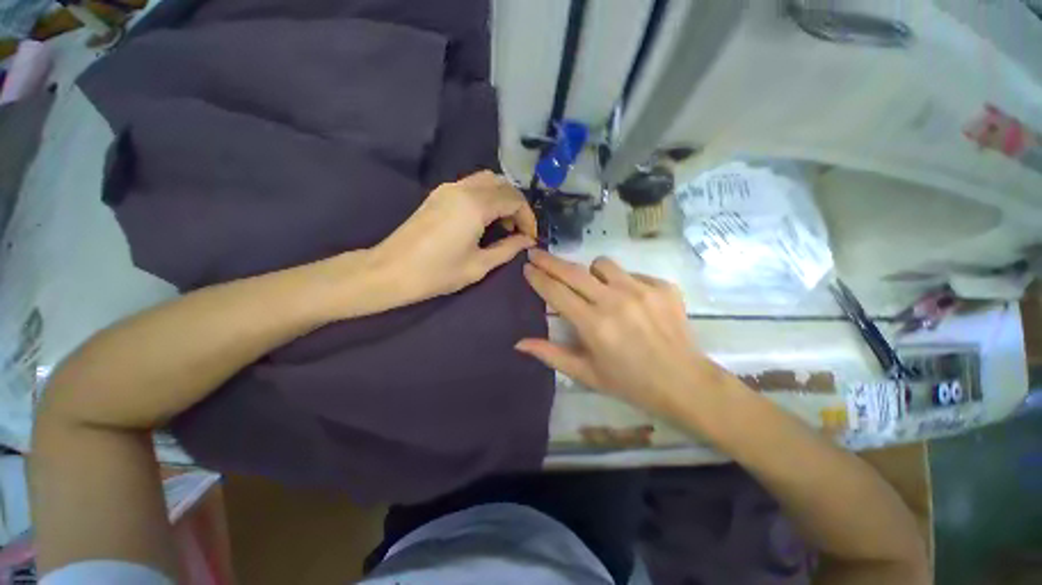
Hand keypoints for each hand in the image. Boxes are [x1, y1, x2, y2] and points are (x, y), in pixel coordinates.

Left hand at [373, 171, 536, 302]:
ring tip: (503, 225)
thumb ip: (508, 249)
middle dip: (517, 205)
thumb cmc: (437, 273)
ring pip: (487, 180)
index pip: (514, 200)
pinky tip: (484, 219)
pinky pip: (471, 185)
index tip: (531, 237)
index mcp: (475, 205)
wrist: (390, 271)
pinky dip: (486, 196)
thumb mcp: (479, 265)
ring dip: (502, 198)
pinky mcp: (438, 194)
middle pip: (503, 184)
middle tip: (519, 231)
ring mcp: (448, 188)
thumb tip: (527, 241)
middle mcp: (463, 188)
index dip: (528, 218)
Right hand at [516, 249, 722, 417]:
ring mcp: (641, 290)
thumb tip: (519, 343)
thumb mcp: (586, 373)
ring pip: (602, 264)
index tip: (526, 267)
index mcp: (594, 325)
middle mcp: (615, 301)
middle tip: (536, 254)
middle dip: (550, 261)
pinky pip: (630, 274)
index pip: (556, 292)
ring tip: (593, 287)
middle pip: (573, 271)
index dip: (538, 277)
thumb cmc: (630, 383)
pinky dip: (622, 283)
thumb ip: (551, 355)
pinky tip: (629, 301)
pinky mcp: (662, 286)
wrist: (684, 382)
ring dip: (590, 272)